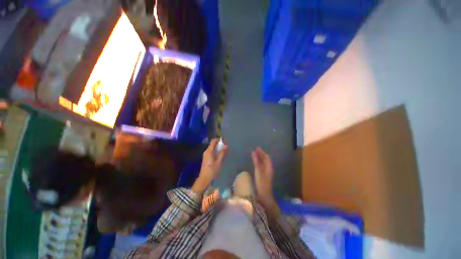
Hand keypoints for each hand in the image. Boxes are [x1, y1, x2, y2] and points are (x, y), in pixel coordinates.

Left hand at [192, 138, 227, 193]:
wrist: (204, 179)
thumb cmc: (212, 170)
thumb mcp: (219, 161)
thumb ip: (223, 153)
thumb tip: (226, 145)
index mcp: (209, 151)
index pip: (213, 141)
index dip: (219, 140)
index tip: (225, 142)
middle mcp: (206, 151)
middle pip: (213, 144)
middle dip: (219, 144)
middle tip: (226, 147)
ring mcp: (205, 155)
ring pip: (212, 148)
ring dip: (218, 149)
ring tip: (224, 152)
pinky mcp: (206, 159)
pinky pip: (211, 152)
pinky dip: (216, 152)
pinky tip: (220, 157)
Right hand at [252, 147, 279, 218]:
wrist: (264, 195)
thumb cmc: (261, 183)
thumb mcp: (258, 171)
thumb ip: (256, 161)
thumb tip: (253, 152)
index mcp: (269, 167)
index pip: (266, 157)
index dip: (262, 151)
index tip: (256, 147)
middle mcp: (268, 168)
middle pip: (265, 159)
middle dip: (260, 154)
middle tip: (254, 149)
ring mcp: (266, 172)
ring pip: (263, 162)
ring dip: (259, 157)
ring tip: (254, 153)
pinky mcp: (263, 175)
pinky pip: (261, 166)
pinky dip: (258, 162)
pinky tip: (255, 162)